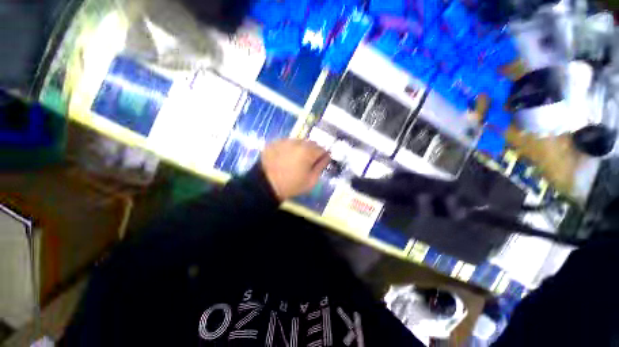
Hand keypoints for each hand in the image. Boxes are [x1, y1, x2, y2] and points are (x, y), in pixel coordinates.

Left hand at [261, 139, 330, 200]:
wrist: (265, 185)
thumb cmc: (291, 185)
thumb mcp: (311, 181)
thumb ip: (320, 167)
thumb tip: (326, 157)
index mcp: (308, 152)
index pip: (322, 149)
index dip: (322, 156)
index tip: (319, 163)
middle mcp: (297, 142)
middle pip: (310, 143)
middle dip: (312, 151)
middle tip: (307, 162)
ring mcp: (284, 141)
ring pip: (298, 142)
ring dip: (300, 149)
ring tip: (294, 160)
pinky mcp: (274, 142)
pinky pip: (286, 143)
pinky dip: (288, 149)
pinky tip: (284, 158)